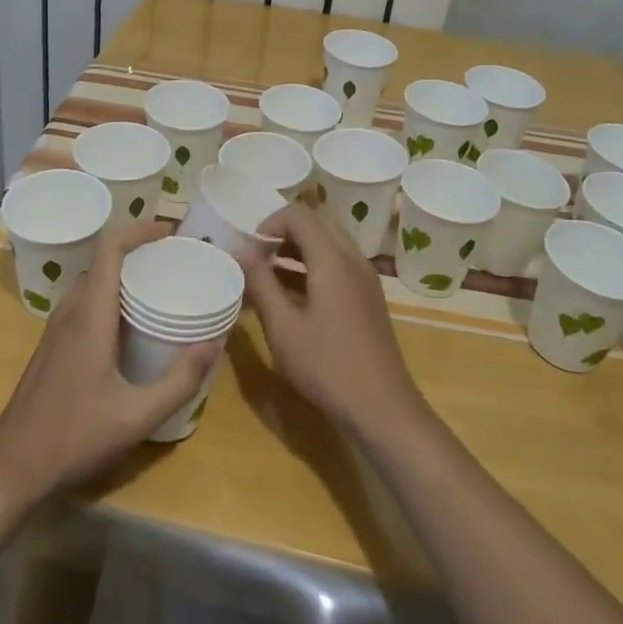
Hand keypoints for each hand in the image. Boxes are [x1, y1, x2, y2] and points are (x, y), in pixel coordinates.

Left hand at [0, 222, 218, 507]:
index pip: (110, 250)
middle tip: (174, 260)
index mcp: (89, 316)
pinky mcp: (53, 346)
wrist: (11, 467)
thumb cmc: (73, 437)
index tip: (171, 232)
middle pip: (102, 261)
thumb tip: (214, 343)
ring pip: (92, 282)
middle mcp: (70, 312)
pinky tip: (130, 324)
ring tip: (158, 285)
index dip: (139, 230)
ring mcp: (56, 329)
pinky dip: (110, 295)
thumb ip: (179, 381)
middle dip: (137, 250)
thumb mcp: (136, 416)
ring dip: (122, 272)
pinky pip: (84, 302)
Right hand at [243, 204, 429, 440]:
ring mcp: (365, 279)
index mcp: (333, 259)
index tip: (249, 250)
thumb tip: (240, 251)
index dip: (269, 223)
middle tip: (259, 257)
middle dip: (284, 233)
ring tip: (268, 275)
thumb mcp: (283, 326)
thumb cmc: (326, 366)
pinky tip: (293, 296)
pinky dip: (314, 267)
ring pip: (329, 245)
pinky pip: (339, 265)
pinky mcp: (369, 298)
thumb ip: (260, 283)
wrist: (382, 408)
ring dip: (299, 250)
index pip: (299, 215)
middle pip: (317, 224)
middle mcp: (353, 259)